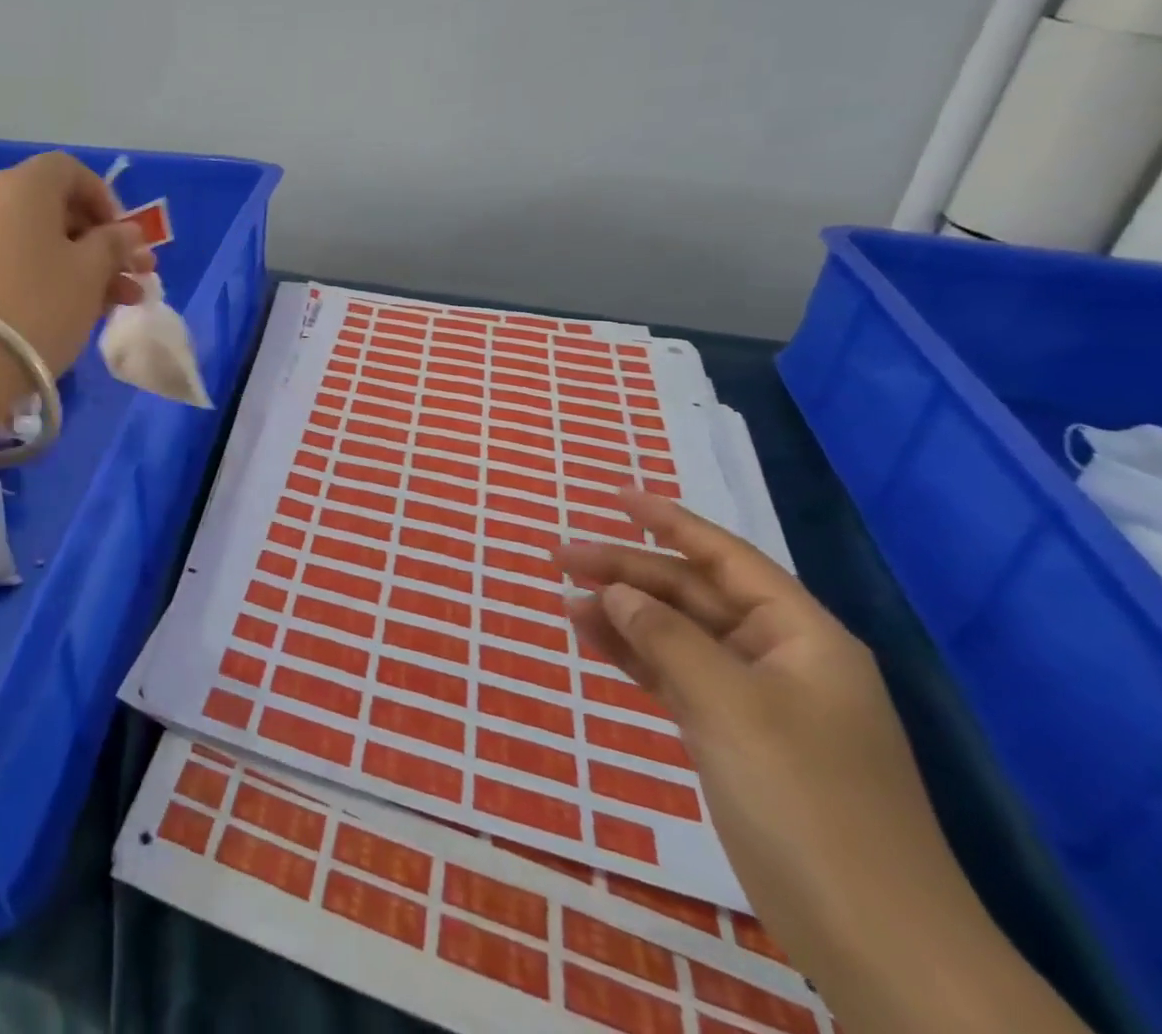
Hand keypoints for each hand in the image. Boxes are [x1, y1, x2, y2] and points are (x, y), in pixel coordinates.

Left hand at [0, 151, 154, 375]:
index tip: (125, 238)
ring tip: (111, 304)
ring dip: (75, 265)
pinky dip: (38, 276)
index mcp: (23, 185)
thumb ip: (114, 244)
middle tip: (130, 276)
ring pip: (32, 240)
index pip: (70, 171)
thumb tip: (127, 232)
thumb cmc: (39, 304)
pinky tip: (66, 311)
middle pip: (52, 208)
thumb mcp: (90, 272)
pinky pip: (6, 260)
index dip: (105, 200)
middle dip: (97, 242)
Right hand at [556, 492, 963, 978]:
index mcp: (802, 636)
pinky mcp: (736, 739)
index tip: (614, 496)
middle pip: (692, 595)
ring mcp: (758, 701)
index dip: (669, 522)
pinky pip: (676, 676)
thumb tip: (612, 591)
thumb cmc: (805, 799)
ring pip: (678, 635)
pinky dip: (636, 657)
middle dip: (628, 572)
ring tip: (565, 600)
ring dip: (624, 615)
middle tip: (560, 555)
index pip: (725, 558)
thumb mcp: (729, 705)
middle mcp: (780, 657)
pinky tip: (595, 642)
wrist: (873, 939)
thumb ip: (665, 637)